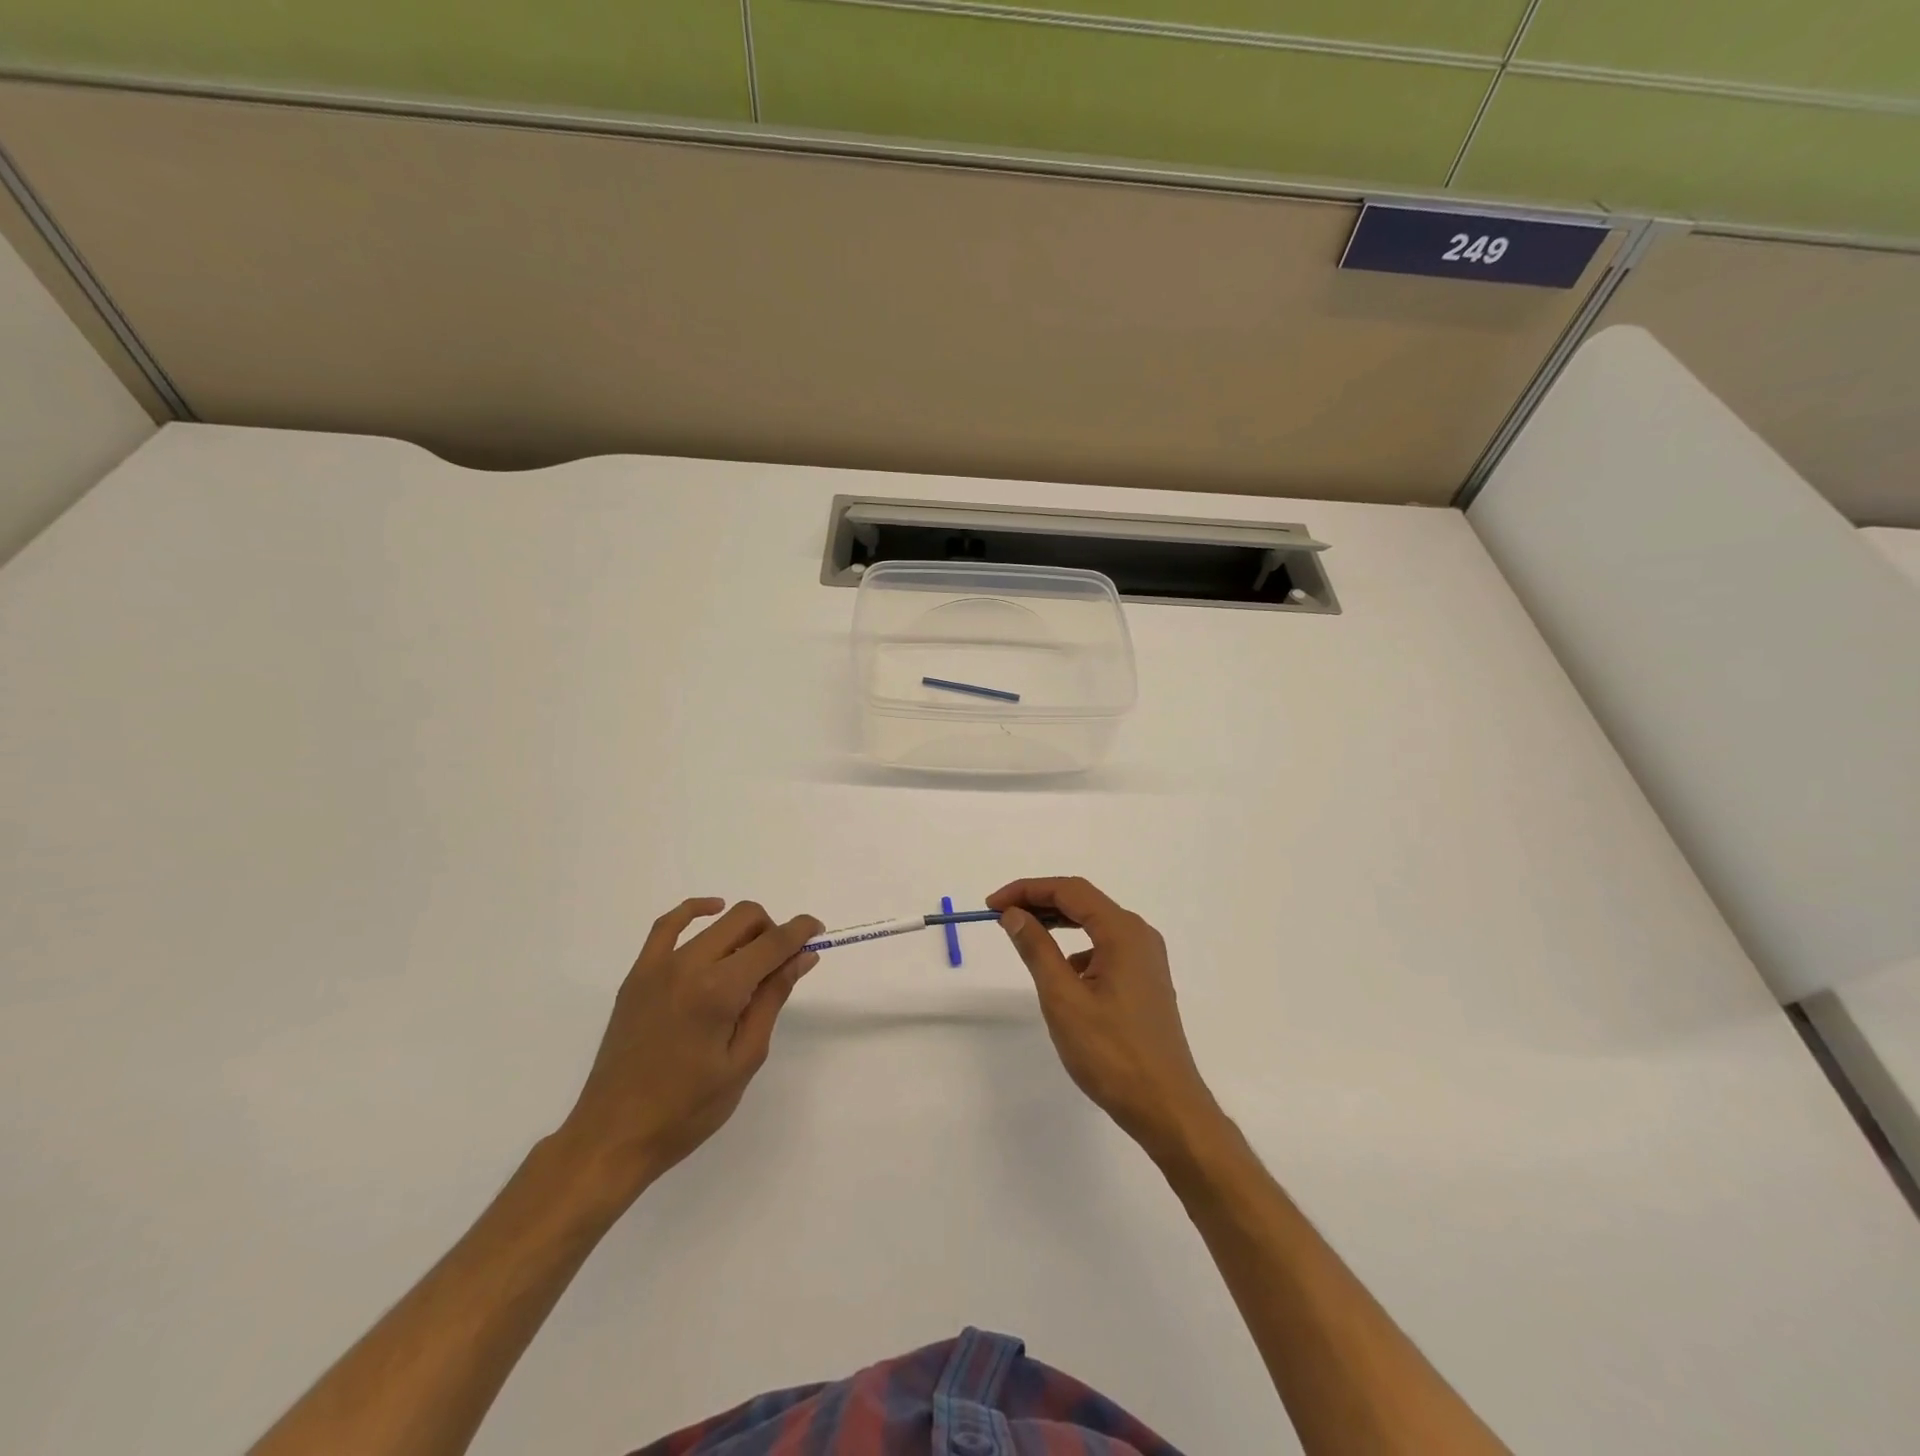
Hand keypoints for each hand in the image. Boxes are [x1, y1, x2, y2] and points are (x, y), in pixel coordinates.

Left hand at [559, 898, 821, 1197]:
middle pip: (745, 919)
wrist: (615, 1135)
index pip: (772, 942)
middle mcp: (689, 965)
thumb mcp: (745, 1058)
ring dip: (744, 930)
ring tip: (752, 961)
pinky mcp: (638, 974)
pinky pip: (667, 925)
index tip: (818, 932)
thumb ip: (773, 999)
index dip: (801, 931)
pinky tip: (713, 912)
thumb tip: (802, 957)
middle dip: (774, 930)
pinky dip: (694, 910)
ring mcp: (658, 966)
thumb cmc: (688, 1108)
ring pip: (715, 922)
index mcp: (719, 990)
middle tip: (783, 964)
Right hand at [988, 877, 1220, 1161]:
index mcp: (1123, 932)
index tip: (992, 905)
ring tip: (1023, 936)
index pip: (1069, 890)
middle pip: (1083, 902)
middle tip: (1001, 916)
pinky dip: (1076, 947)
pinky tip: (1060, 972)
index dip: (1027, 890)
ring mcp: (1146, 959)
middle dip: (1040, 903)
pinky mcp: (1145, 981)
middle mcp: (1139, 935)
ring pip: (1094, 924)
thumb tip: (1014, 914)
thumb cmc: (1111, 1053)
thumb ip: (1037, 949)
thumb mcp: (1063, 998)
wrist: (1166, 1106)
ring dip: (1057, 923)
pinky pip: (1105, 947)